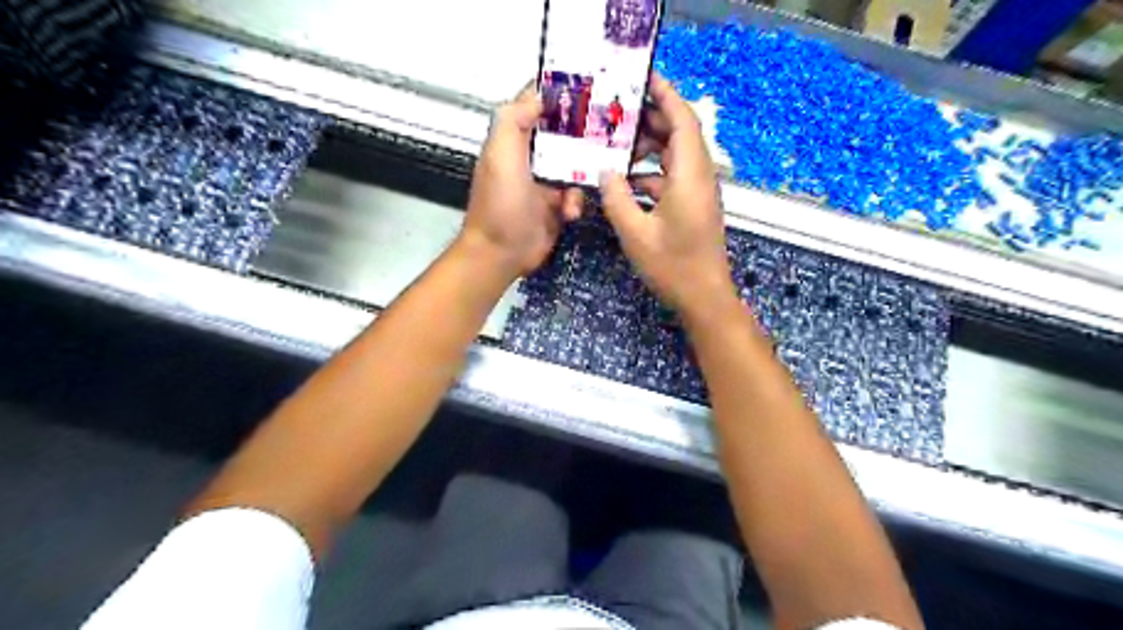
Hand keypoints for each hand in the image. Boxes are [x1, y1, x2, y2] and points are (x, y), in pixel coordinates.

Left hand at [462, 83, 582, 278]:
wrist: (502, 254)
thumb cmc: (500, 204)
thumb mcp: (500, 155)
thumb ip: (514, 119)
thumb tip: (539, 94)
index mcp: (514, 138)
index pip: (538, 104)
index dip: (560, 92)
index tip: (590, 85)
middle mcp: (531, 155)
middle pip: (564, 132)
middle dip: (585, 132)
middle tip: (611, 130)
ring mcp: (546, 181)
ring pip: (577, 164)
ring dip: (583, 173)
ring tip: (587, 181)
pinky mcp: (557, 204)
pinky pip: (577, 193)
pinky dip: (576, 201)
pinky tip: (569, 212)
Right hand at [602, 77, 733, 323]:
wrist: (704, 298)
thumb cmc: (673, 266)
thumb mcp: (635, 233)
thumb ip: (617, 198)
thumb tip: (603, 171)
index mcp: (689, 176)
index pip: (683, 120)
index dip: (665, 94)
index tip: (642, 77)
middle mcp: (698, 177)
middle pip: (679, 133)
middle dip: (651, 117)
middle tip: (617, 111)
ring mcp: (697, 192)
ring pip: (674, 156)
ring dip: (649, 146)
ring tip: (616, 143)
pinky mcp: (693, 206)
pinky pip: (671, 177)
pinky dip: (650, 172)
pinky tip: (624, 180)